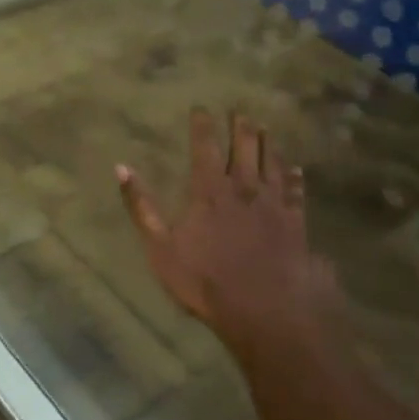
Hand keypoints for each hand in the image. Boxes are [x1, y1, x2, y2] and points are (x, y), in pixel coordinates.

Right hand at [116, 109, 342, 363]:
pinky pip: (296, 192)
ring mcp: (273, 205)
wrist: (266, 311)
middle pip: (244, 148)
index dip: (203, 126)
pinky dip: (295, 177)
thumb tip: (121, 168)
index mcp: (209, 191)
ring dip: (268, 144)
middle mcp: (243, 189)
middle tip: (240, 110)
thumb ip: (141, 206)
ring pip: (272, 164)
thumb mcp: (161, 247)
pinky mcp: (296, 224)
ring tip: (266, 127)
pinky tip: (297, 169)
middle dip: (240, 127)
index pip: (205, 148)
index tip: (201, 108)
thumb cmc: (206, 281)